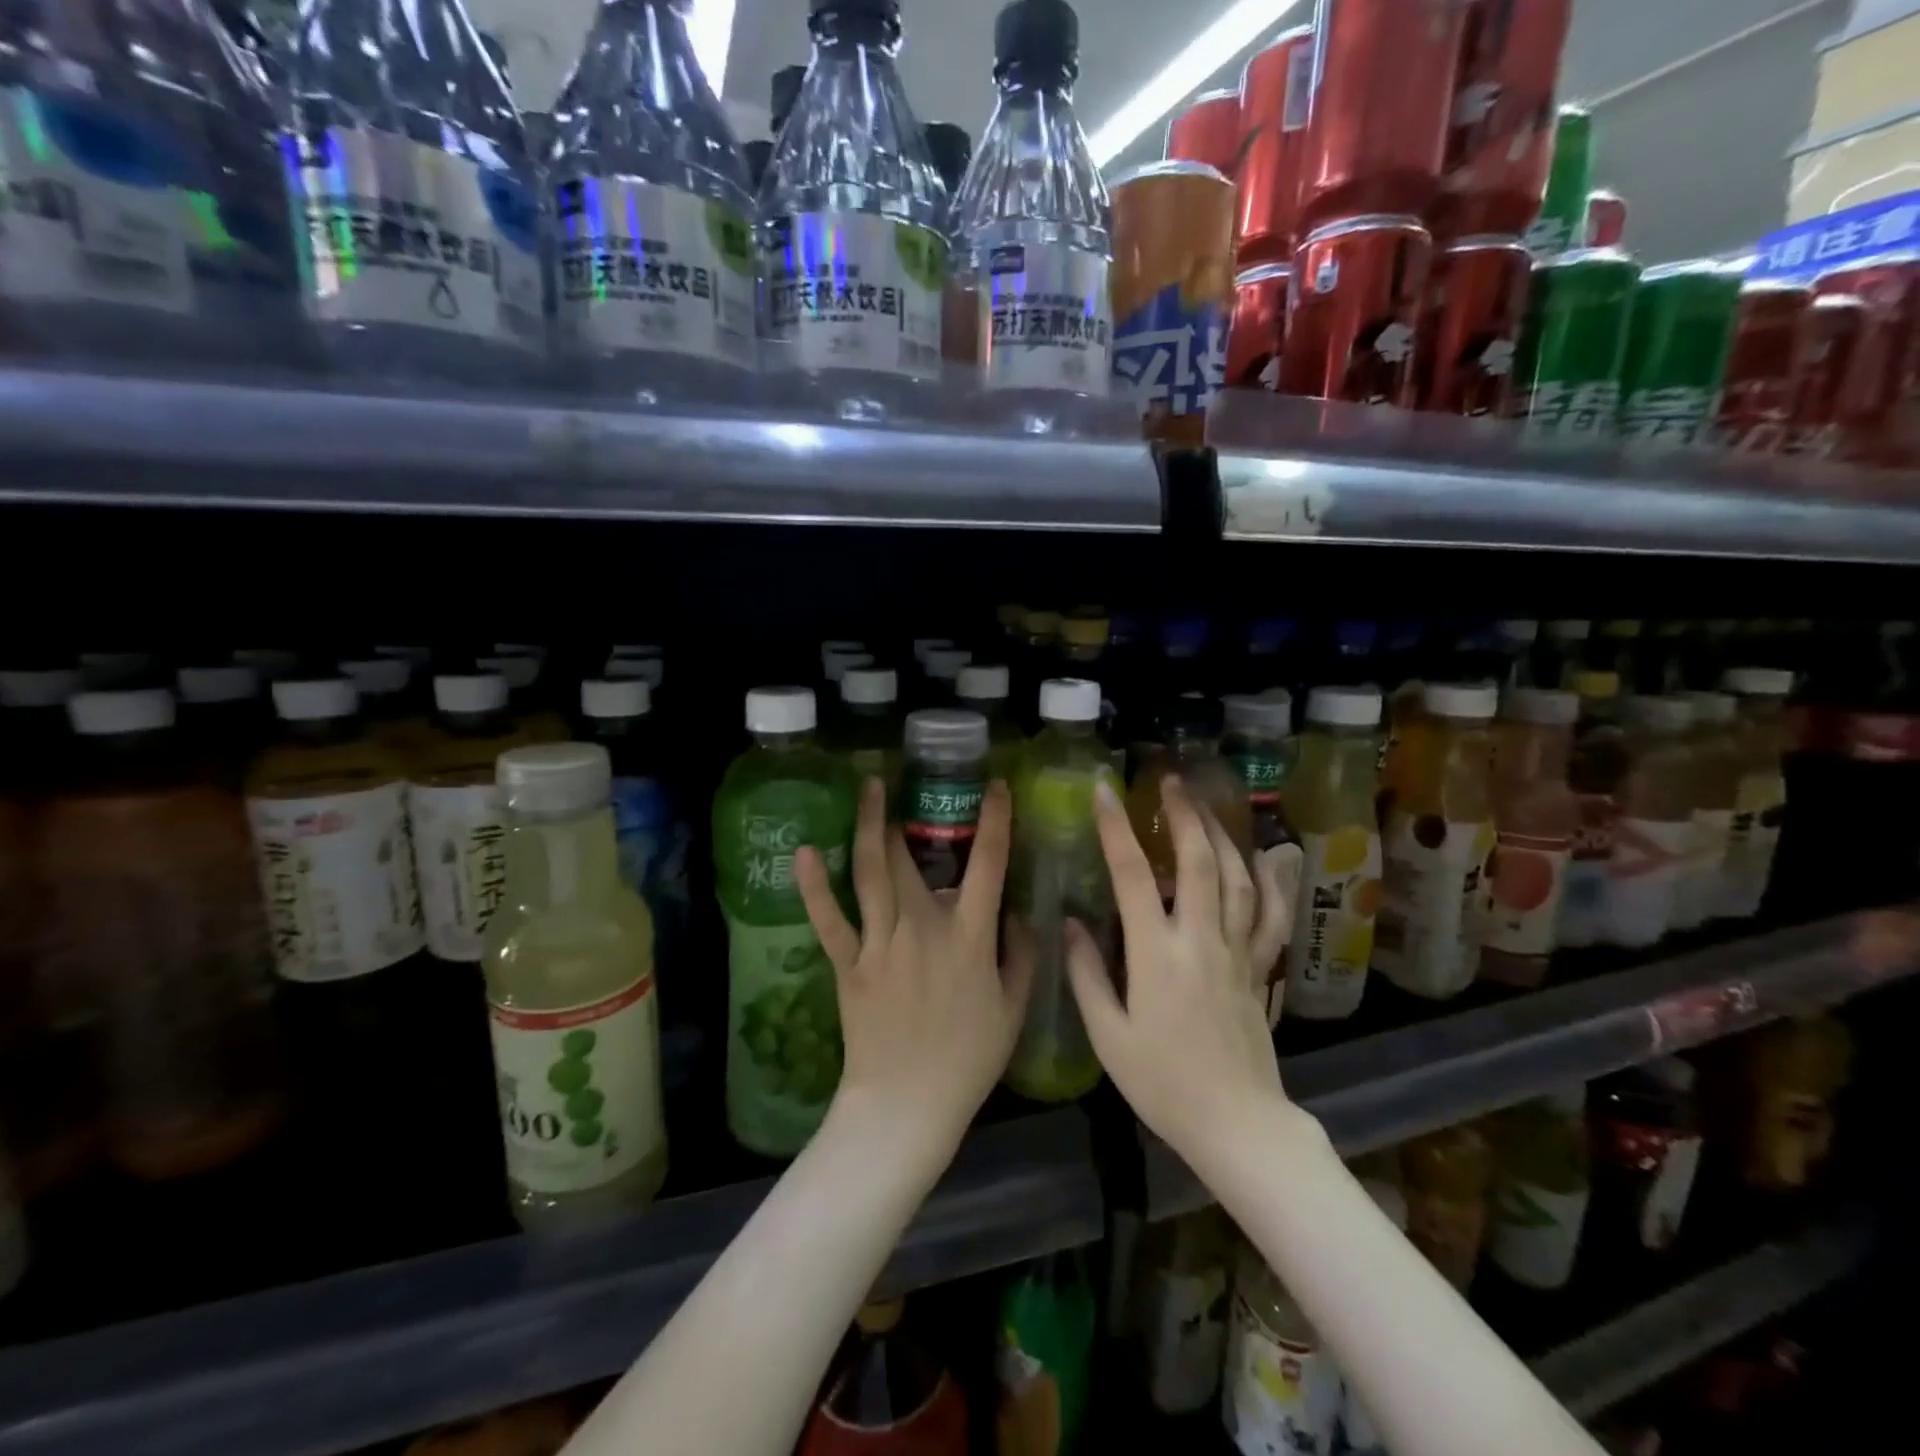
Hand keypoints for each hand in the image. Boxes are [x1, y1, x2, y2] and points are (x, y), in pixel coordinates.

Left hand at [795, 777, 1032, 1162]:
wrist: (907, 1105)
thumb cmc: (968, 1059)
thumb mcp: (1013, 1009)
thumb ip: (1021, 955)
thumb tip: (1017, 914)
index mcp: (968, 936)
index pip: (988, 865)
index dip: (994, 821)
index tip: (994, 787)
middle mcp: (923, 927)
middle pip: (912, 858)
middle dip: (907, 813)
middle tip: (901, 782)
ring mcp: (881, 943)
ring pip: (872, 874)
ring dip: (869, 827)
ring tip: (868, 789)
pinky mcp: (849, 964)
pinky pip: (830, 920)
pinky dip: (815, 886)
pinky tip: (804, 852)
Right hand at [1064, 775, 1302, 1170]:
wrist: (1236, 1124)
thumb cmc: (1162, 1083)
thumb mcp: (1108, 1035)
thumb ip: (1087, 974)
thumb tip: (1071, 924)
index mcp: (1156, 954)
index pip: (1132, 875)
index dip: (1115, 828)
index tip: (1104, 791)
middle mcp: (1201, 940)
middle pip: (1197, 862)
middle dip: (1183, 815)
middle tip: (1170, 781)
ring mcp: (1238, 952)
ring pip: (1237, 879)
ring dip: (1221, 836)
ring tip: (1206, 807)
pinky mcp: (1260, 969)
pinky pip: (1271, 916)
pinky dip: (1272, 882)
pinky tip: (1269, 857)